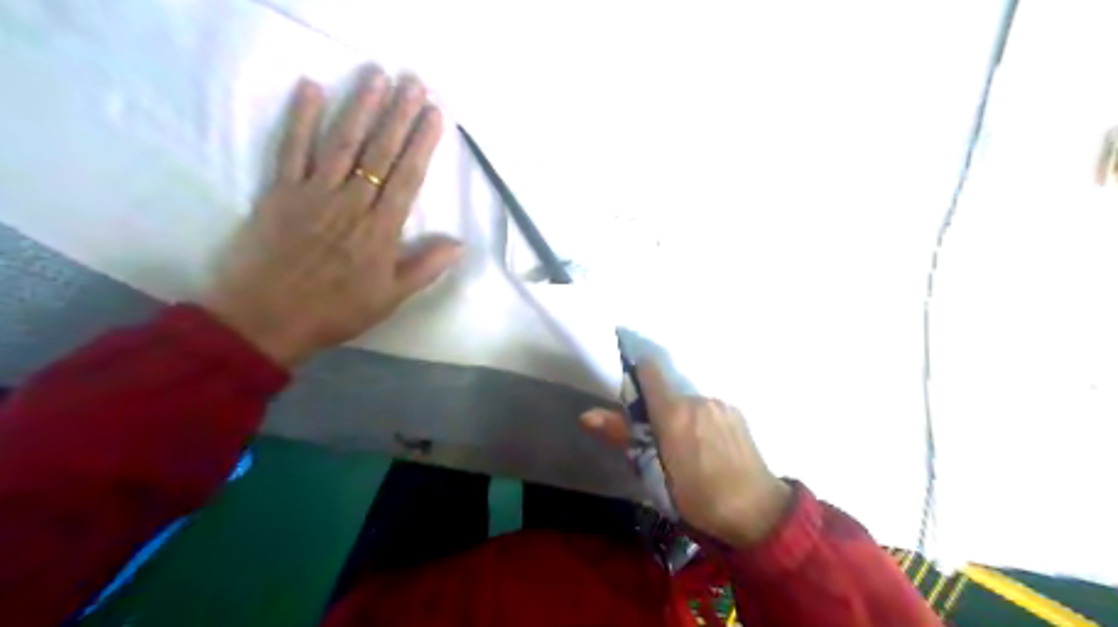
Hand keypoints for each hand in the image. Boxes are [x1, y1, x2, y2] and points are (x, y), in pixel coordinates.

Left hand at [203, 67, 459, 365]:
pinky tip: (311, 88)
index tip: (434, 113)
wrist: (267, 319)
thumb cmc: (336, 310)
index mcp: (380, 229)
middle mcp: (351, 202)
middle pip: (379, 151)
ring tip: (376, 75)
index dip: (422, 143)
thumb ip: (425, 267)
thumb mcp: (391, 297)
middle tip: (412, 81)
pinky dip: (300, 117)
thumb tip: (459, 243)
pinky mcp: (280, 191)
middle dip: (398, 114)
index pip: (407, 176)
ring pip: (342, 142)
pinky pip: (291, 148)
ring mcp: (313, 192)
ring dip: (360, 106)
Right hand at [580, 359, 789, 545]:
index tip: (631, 396)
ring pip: (690, 403)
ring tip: (690, 451)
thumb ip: (623, 437)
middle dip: (660, 410)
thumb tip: (587, 414)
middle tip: (661, 444)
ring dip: (684, 418)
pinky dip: (703, 423)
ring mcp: (720, 405)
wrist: (758, 513)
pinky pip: (709, 410)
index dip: (637, 376)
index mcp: (673, 412)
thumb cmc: (699, 498)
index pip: (649, 370)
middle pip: (669, 393)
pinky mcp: (737, 413)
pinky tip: (712, 450)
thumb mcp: (654, 474)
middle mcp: (697, 399)